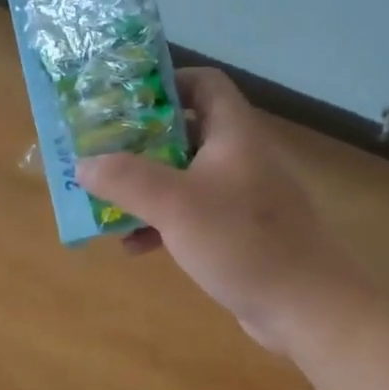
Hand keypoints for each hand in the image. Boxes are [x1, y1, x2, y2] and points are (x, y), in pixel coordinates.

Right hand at [77, 68, 360, 354]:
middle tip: (102, 154)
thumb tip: (83, 164)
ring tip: (107, 201)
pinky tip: (135, 246)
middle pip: (186, 132)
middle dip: (141, 143)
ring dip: (147, 189)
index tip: (123, 100)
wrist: (305, 306)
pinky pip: (193, 216)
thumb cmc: (242, 241)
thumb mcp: (176, 205)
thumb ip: (126, 180)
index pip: (203, 84)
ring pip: (185, 178)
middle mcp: (240, 158)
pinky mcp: (239, 233)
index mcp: (234, 134)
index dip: (165, 83)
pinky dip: (163, 224)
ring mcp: (242, 198)